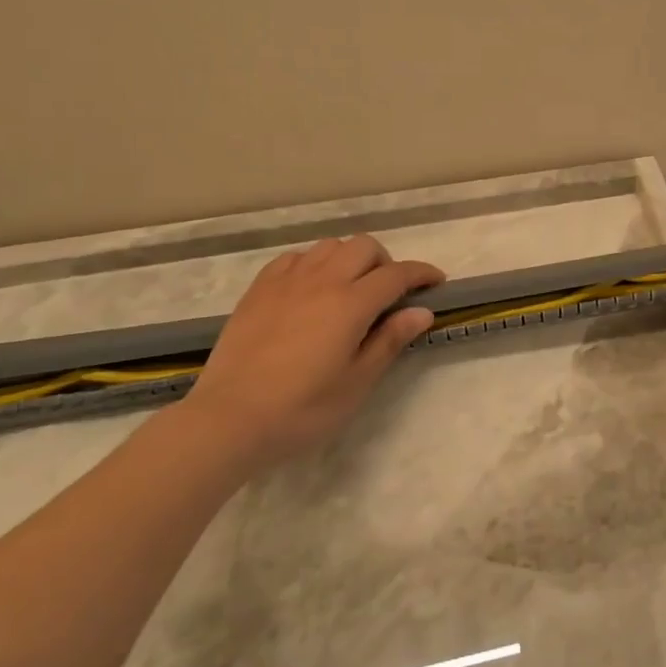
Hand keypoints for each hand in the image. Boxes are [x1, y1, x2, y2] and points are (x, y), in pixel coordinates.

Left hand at [183, 235, 442, 467]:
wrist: (228, 419)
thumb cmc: (301, 409)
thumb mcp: (356, 383)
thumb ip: (390, 341)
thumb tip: (422, 311)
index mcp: (351, 303)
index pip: (397, 274)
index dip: (422, 274)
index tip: (436, 282)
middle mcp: (322, 280)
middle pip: (364, 247)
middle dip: (386, 262)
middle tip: (388, 295)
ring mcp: (287, 281)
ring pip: (329, 246)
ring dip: (349, 259)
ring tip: (349, 290)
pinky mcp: (259, 289)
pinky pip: (295, 258)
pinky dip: (314, 264)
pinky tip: (310, 289)